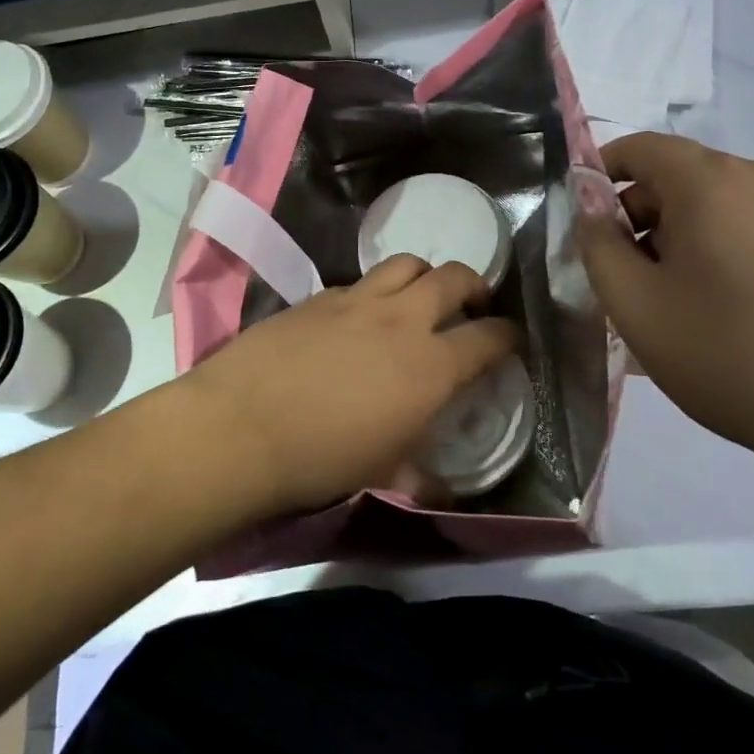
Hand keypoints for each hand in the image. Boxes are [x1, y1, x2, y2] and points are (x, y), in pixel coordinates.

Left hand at [183, 256, 518, 514]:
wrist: (241, 426)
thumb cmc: (322, 458)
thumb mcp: (382, 473)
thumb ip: (419, 475)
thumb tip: (439, 489)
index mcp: (431, 365)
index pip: (490, 337)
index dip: (509, 336)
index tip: (511, 341)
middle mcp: (401, 319)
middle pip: (454, 276)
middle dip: (474, 285)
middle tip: (471, 304)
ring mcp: (357, 299)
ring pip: (406, 263)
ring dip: (423, 275)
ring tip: (417, 298)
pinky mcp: (317, 295)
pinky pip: (359, 282)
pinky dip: (373, 293)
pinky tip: (358, 319)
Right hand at [579, 134, 753, 463]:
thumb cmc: (733, 356)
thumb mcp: (637, 306)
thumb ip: (598, 246)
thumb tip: (590, 208)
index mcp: (713, 181)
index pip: (640, 148)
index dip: (600, 175)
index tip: (585, 225)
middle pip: (680, 177)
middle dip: (641, 218)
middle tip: (626, 280)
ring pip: (719, 205)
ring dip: (683, 238)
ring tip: (676, 304)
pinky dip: (725, 250)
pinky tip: (729, 312)